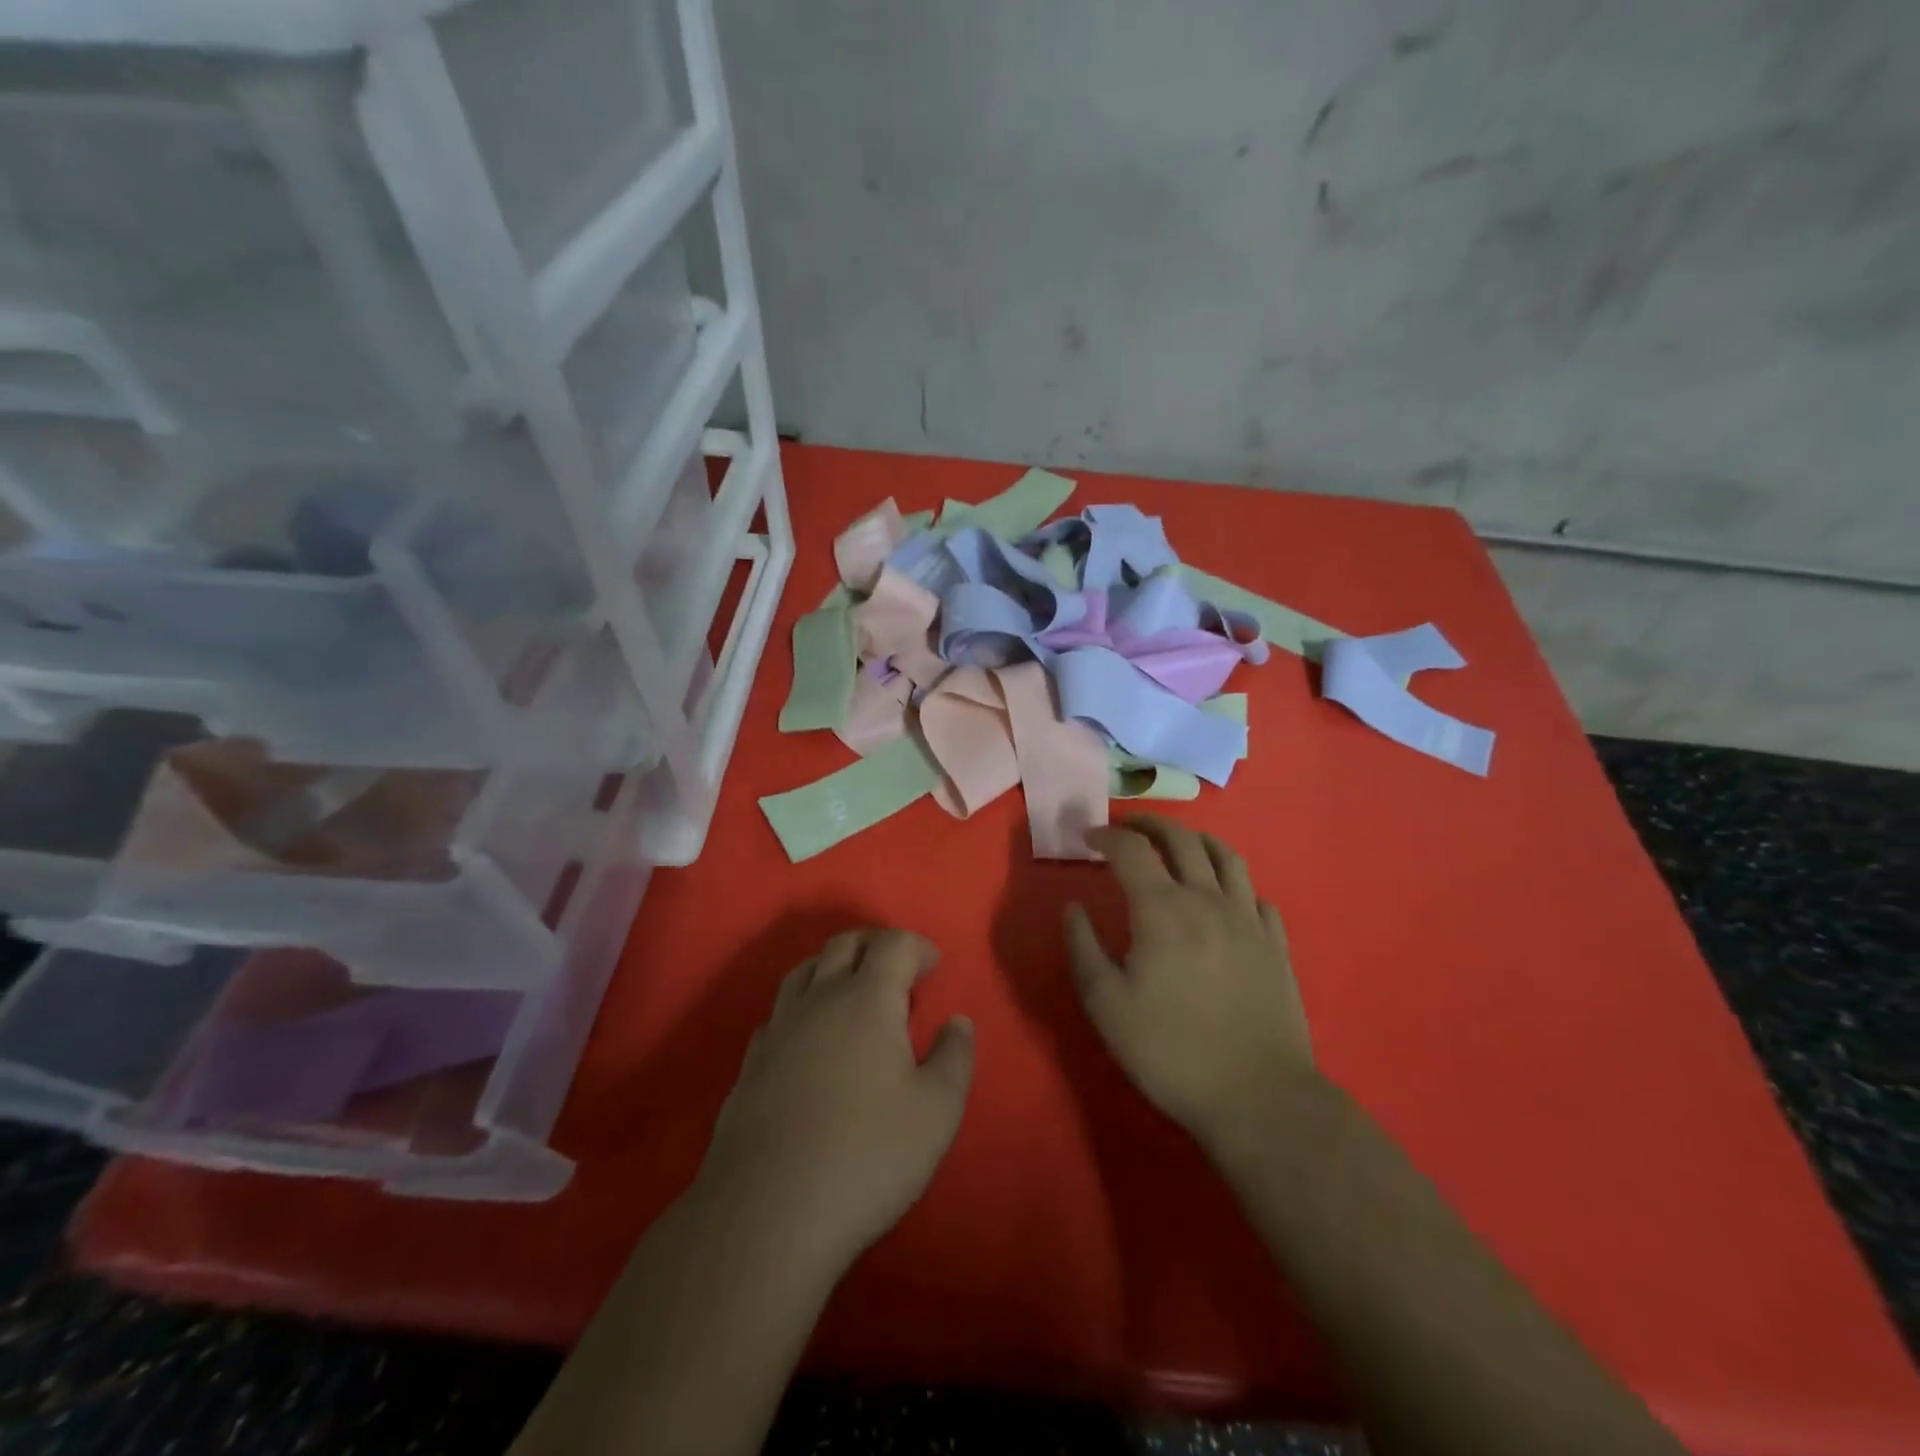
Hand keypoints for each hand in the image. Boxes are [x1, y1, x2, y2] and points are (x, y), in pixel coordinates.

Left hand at [695, 929, 974, 1280]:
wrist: (766, 1213)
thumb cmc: (866, 1156)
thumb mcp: (936, 1112)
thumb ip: (955, 1058)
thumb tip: (957, 1022)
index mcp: (867, 999)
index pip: (893, 945)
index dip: (917, 946)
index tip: (934, 966)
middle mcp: (819, 1000)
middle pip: (844, 945)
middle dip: (875, 945)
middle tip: (897, 967)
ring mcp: (778, 1030)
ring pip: (803, 971)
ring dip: (833, 966)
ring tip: (853, 990)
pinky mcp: (750, 1064)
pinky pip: (778, 1012)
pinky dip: (801, 1006)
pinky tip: (809, 1036)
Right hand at [1065, 816, 1315, 1159]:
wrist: (1258, 1097)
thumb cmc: (1170, 1050)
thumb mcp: (1106, 1005)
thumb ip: (1083, 948)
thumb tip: (1072, 908)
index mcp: (1163, 909)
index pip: (1131, 850)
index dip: (1106, 835)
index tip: (1088, 837)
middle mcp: (1208, 900)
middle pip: (1182, 839)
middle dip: (1149, 824)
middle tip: (1127, 827)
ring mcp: (1248, 919)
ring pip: (1225, 856)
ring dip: (1195, 840)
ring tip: (1177, 844)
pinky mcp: (1276, 944)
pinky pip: (1255, 894)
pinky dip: (1233, 882)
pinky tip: (1224, 896)